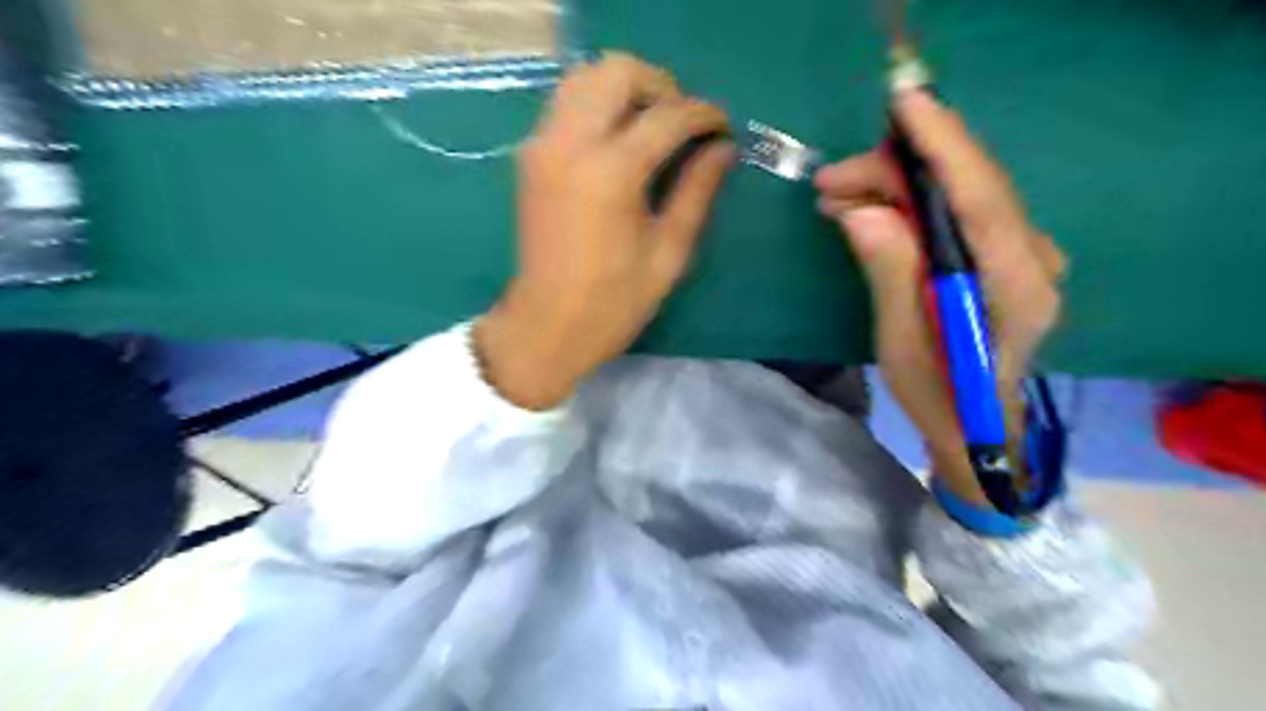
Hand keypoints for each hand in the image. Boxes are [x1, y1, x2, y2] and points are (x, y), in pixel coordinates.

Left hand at [475, 52, 733, 411]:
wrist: (546, 326)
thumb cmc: (614, 303)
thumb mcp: (668, 254)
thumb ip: (697, 192)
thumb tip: (724, 149)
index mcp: (611, 173)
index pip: (667, 116)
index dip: (703, 115)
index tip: (723, 127)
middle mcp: (571, 144)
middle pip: (617, 72)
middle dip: (661, 87)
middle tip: (684, 124)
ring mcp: (543, 147)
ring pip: (585, 79)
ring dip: (625, 90)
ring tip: (652, 128)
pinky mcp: (531, 157)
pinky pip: (566, 104)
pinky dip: (597, 105)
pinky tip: (619, 141)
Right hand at [811, 90, 1066, 504]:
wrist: (978, 427)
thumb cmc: (938, 396)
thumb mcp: (902, 342)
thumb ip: (890, 272)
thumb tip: (860, 212)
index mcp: (1014, 282)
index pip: (979, 195)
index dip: (942, 144)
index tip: (904, 104)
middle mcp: (1032, 256)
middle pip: (967, 185)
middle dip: (895, 171)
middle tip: (830, 183)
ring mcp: (1023, 254)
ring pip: (960, 193)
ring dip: (897, 188)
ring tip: (836, 198)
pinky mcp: (1005, 256)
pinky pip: (958, 211)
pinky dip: (912, 203)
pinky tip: (869, 212)